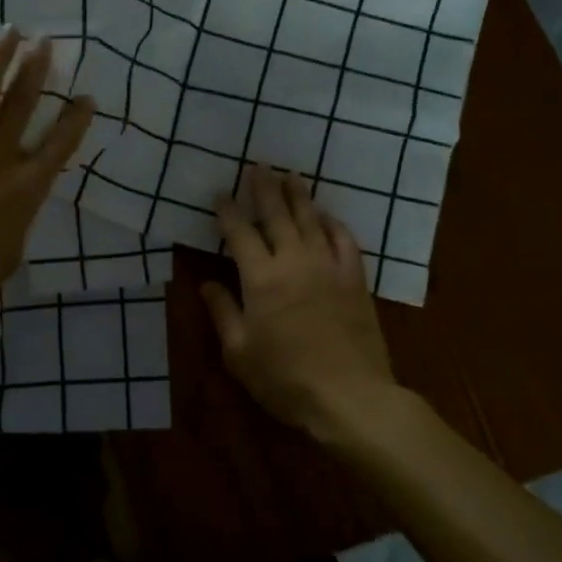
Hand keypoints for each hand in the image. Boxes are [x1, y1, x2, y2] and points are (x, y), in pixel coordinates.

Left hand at [0, 28, 93, 353]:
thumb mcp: (13, 250)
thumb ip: (19, 212)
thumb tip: (15, 193)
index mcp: (27, 190)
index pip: (61, 145)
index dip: (76, 119)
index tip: (87, 96)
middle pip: (23, 106)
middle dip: (37, 70)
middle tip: (46, 41)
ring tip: (10, 32)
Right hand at [203, 168, 398, 442]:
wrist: (350, 396)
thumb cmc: (285, 378)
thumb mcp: (239, 352)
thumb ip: (223, 312)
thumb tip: (206, 283)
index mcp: (261, 278)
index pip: (239, 234)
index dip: (228, 212)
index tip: (220, 194)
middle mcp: (294, 261)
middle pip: (277, 215)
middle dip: (264, 188)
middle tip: (257, 164)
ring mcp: (329, 267)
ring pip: (312, 220)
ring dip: (299, 195)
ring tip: (290, 174)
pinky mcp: (355, 280)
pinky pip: (345, 240)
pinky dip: (334, 223)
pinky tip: (328, 216)